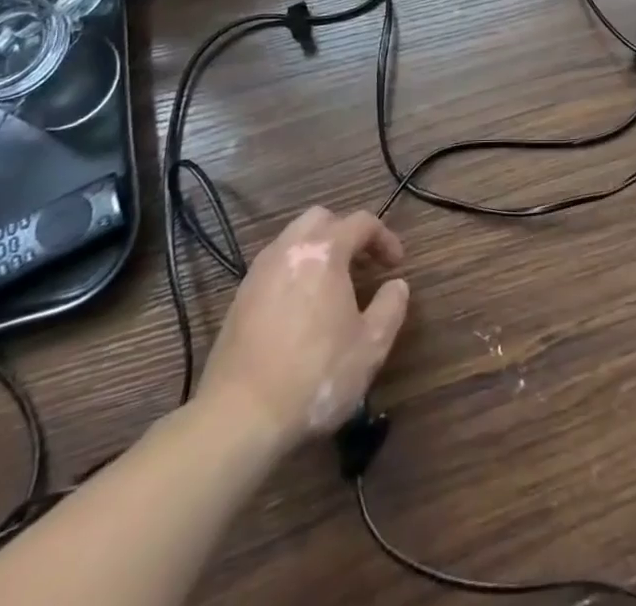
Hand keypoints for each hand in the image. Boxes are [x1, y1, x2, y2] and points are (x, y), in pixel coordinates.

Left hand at [196, 206, 409, 449]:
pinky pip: (274, 267)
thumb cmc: (314, 376)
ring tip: (332, 285)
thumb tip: (397, 285)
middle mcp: (289, 249)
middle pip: (322, 218)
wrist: (238, 417)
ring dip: (317, 250)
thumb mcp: (370, 346)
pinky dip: (294, 272)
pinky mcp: (239, 299)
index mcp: (324, 251)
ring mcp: (259, 272)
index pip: (361, 222)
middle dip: (346, 233)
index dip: (385, 238)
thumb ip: (391, 307)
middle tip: (362, 264)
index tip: (396, 265)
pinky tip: (301, 308)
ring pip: (293, 239)